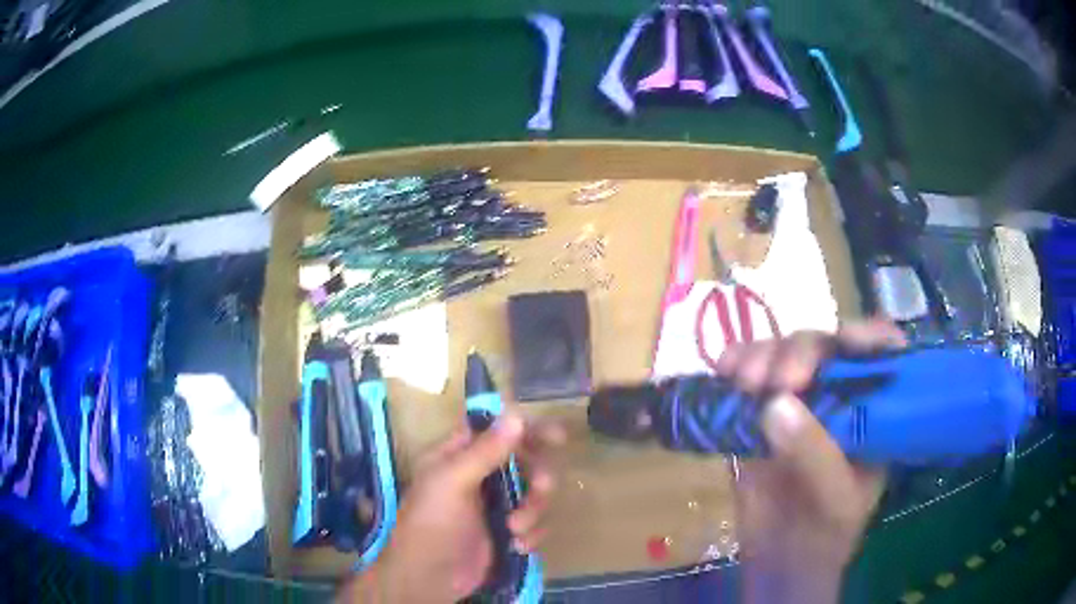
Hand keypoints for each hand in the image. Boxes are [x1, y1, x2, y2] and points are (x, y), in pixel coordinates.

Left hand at [341, 413, 565, 603]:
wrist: (430, 578)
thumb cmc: (433, 524)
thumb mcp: (453, 483)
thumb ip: (485, 450)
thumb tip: (517, 414)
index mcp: (458, 456)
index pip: (495, 429)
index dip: (524, 429)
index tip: (555, 436)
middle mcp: (479, 476)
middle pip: (524, 460)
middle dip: (536, 476)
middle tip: (541, 487)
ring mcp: (494, 505)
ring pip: (534, 493)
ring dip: (532, 510)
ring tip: (515, 528)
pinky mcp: (507, 532)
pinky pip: (535, 523)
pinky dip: (531, 534)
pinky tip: (516, 546)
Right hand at [715, 319, 906, 603]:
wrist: (778, 564)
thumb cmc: (823, 536)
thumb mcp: (832, 500)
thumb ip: (814, 454)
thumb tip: (775, 403)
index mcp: (876, 415)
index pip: (884, 357)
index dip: (869, 337)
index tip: (842, 342)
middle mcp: (843, 399)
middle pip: (829, 348)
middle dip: (802, 352)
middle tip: (776, 382)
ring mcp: (802, 404)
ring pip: (786, 355)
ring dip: (762, 355)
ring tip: (740, 378)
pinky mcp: (763, 414)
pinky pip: (751, 378)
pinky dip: (736, 366)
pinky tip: (723, 369)